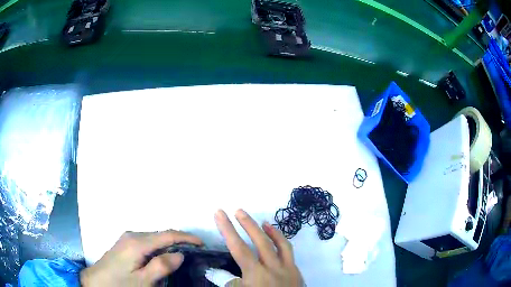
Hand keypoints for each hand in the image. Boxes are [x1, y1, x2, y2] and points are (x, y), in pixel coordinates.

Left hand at [80, 230, 202, 286]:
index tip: (202, 244)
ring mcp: (127, 238)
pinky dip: (159, 247)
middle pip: (161, 234)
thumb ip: (161, 267)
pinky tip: (162, 257)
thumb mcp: (143, 281)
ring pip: (154, 237)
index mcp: (137, 243)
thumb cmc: (120, 284)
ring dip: (169, 244)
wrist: (96, 281)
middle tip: (195, 252)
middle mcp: (133, 235)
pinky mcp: (125, 243)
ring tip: (182, 255)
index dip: (186, 237)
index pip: (167, 235)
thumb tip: (180, 254)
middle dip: (179, 240)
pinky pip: (147, 242)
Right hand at [214, 209, 303, 286]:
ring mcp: (287, 268)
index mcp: (255, 274)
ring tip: (259, 221)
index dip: (227, 229)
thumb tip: (214, 273)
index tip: (219, 213)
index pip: (238, 248)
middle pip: (259, 241)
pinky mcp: (295, 270)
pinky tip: (276, 238)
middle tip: (237, 211)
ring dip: (268, 230)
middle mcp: (272, 267)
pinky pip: (289, 251)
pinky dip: (281, 241)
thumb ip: (227, 282)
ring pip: (278, 243)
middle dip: (247, 224)